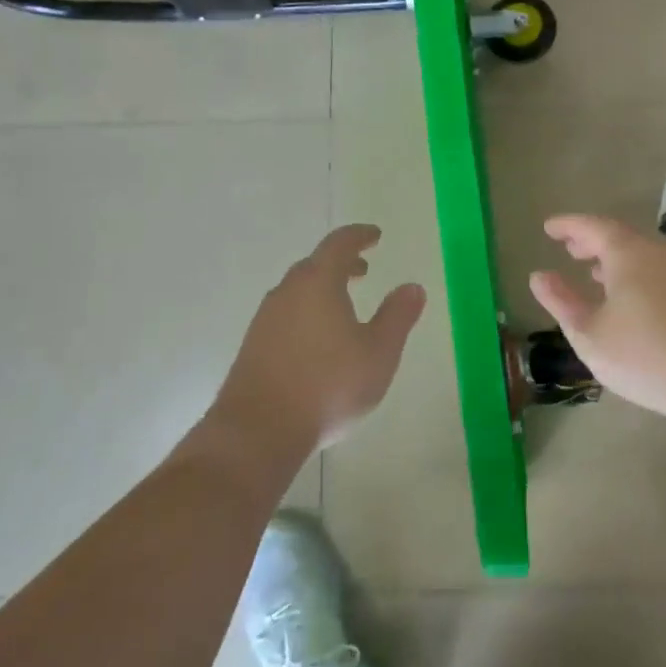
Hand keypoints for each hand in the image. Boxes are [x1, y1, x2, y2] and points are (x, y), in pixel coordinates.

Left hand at [216, 224, 426, 449]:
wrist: (259, 430)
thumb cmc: (328, 385)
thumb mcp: (378, 352)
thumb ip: (397, 316)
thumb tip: (412, 287)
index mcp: (318, 283)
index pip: (339, 244)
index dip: (359, 236)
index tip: (375, 236)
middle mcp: (287, 292)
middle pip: (314, 265)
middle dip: (341, 264)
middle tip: (362, 271)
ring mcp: (265, 319)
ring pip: (297, 291)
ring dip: (322, 289)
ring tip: (343, 307)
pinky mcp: (253, 346)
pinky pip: (285, 315)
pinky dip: (306, 313)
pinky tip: (317, 341)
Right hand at [529, 214, 665, 430]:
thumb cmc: (648, 357)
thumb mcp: (591, 335)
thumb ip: (562, 302)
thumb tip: (539, 276)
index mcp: (630, 253)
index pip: (592, 227)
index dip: (568, 226)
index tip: (549, 228)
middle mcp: (662, 251)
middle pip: (621, 237)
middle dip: (593, 242)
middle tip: (570, 249)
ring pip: (645, 255)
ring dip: (617, 261)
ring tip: (596, 274)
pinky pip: (663, 272)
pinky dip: (639, 275)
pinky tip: (633, 301)